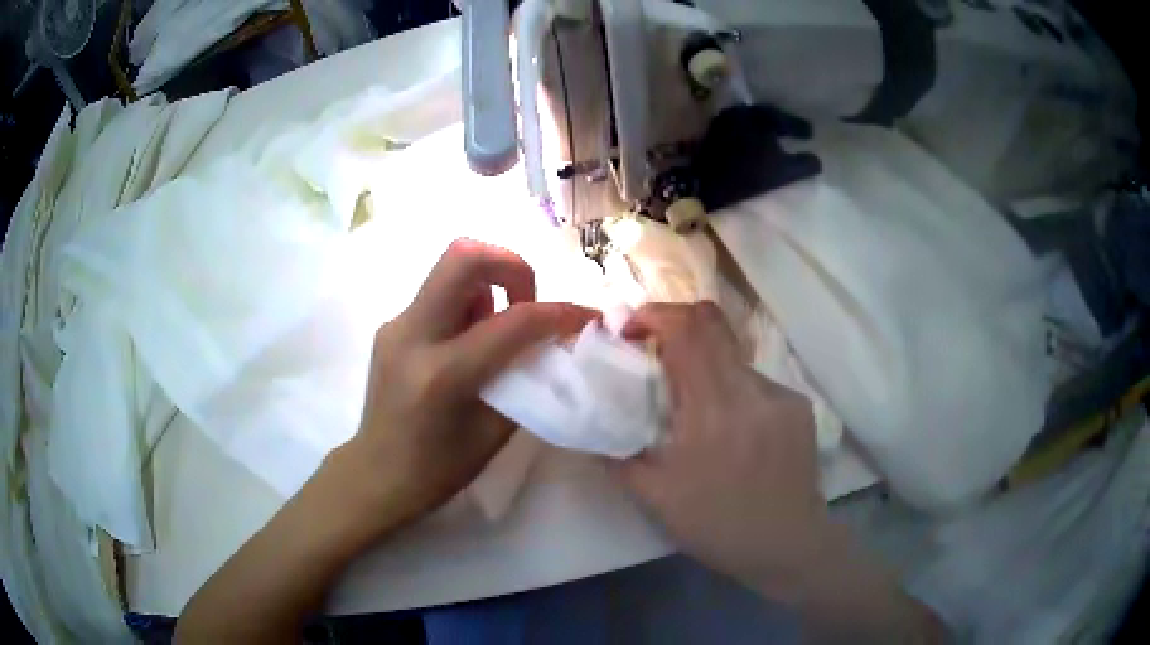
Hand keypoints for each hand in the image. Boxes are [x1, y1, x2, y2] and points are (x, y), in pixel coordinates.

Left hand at [332, 239, 595, 536]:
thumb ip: (525, 381)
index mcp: (443, 374)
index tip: (587, 317)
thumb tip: (551, 345)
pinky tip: (468, 344)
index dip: (559, 313)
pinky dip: (467, 305)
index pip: (512, 322)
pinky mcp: (391, 326)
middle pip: (463, 257)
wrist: (377, 475)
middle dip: (510, 264)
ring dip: (487, 285)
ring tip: (495, 331)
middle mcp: (413, 335)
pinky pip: (438, 295)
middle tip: (528, 300)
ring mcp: (396, 326)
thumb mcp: (494, 433)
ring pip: (450, 270)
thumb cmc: (438, 469)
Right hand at [615, 302, 829, 598]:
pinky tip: (733, 430)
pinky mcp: (799, 405)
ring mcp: (780, 395)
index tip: (630, 330)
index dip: (654, 314)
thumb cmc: (717, 526)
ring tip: (697, 409)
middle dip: (676, 324)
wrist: (787, 544)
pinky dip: (733, 390)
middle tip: (655, 351)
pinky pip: (756, 382)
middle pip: (712, 323)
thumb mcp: (655, 499)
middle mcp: (751, 390)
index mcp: (713, 411)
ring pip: (733, 357)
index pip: (687, 330)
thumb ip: (618, 455)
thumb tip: (593, 425)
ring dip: (706, 366)